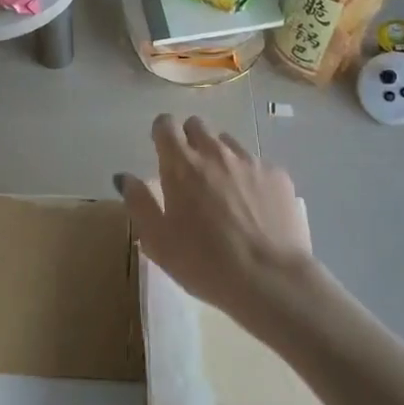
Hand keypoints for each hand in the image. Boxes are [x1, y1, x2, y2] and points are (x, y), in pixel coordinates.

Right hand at [115, 115, 314, 336]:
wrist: (270, 279)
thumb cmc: (204, 263)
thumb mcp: (157, 240)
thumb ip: (138, 202)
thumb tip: (125, 177)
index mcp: (181, 165)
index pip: (166, 125)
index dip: (161, 132)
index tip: (161, 149)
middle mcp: (216, 153)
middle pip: (198, 126)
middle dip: (190, 140)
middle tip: (189, 172)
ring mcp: (251, 162)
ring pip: (229, 143)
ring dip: (220, 157)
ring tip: (223, 191)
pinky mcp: (279, 176)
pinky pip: (257, 164)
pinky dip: (249, 177)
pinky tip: (253, 206)